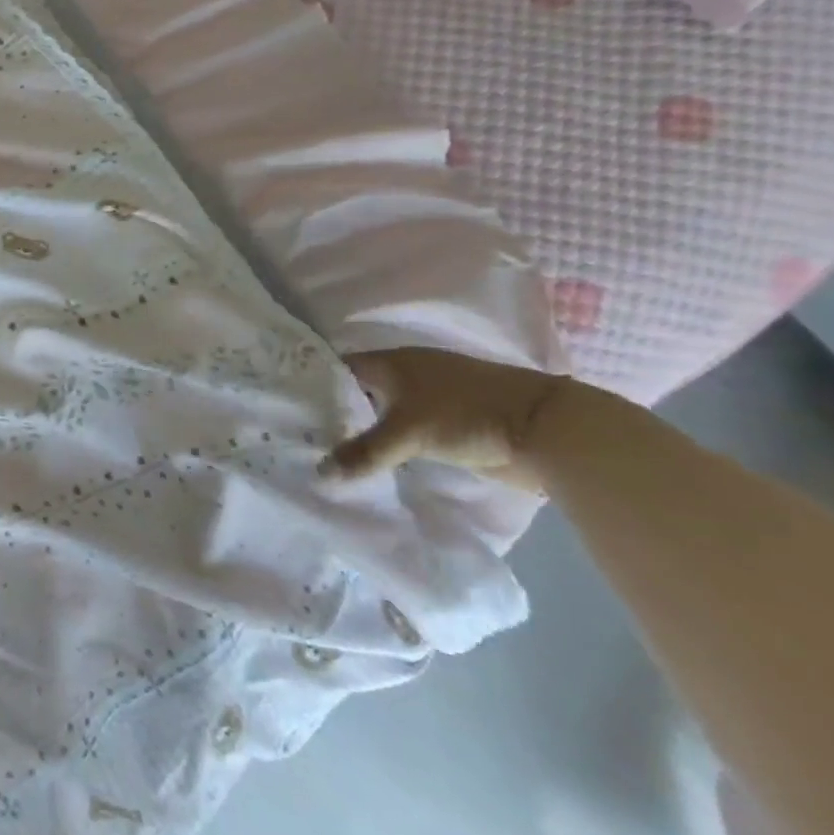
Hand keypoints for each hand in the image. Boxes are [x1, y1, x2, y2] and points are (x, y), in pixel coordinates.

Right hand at [320, 347, 569, 492]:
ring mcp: (429, 399)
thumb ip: (363, 452)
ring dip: (363, 431)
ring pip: (382, 412)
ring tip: (327, 453)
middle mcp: (406, 374)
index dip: (313, 384)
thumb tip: (319, 473)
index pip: (338, 368)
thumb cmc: (466, 414)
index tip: (288, 407)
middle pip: (358, 391)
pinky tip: (372, 462)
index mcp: (391, 362)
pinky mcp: (448, 425)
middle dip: (334, 412)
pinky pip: (404, 431)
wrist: (545, 430)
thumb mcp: (407, 433)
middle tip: (301, 435)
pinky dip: (389, 444)